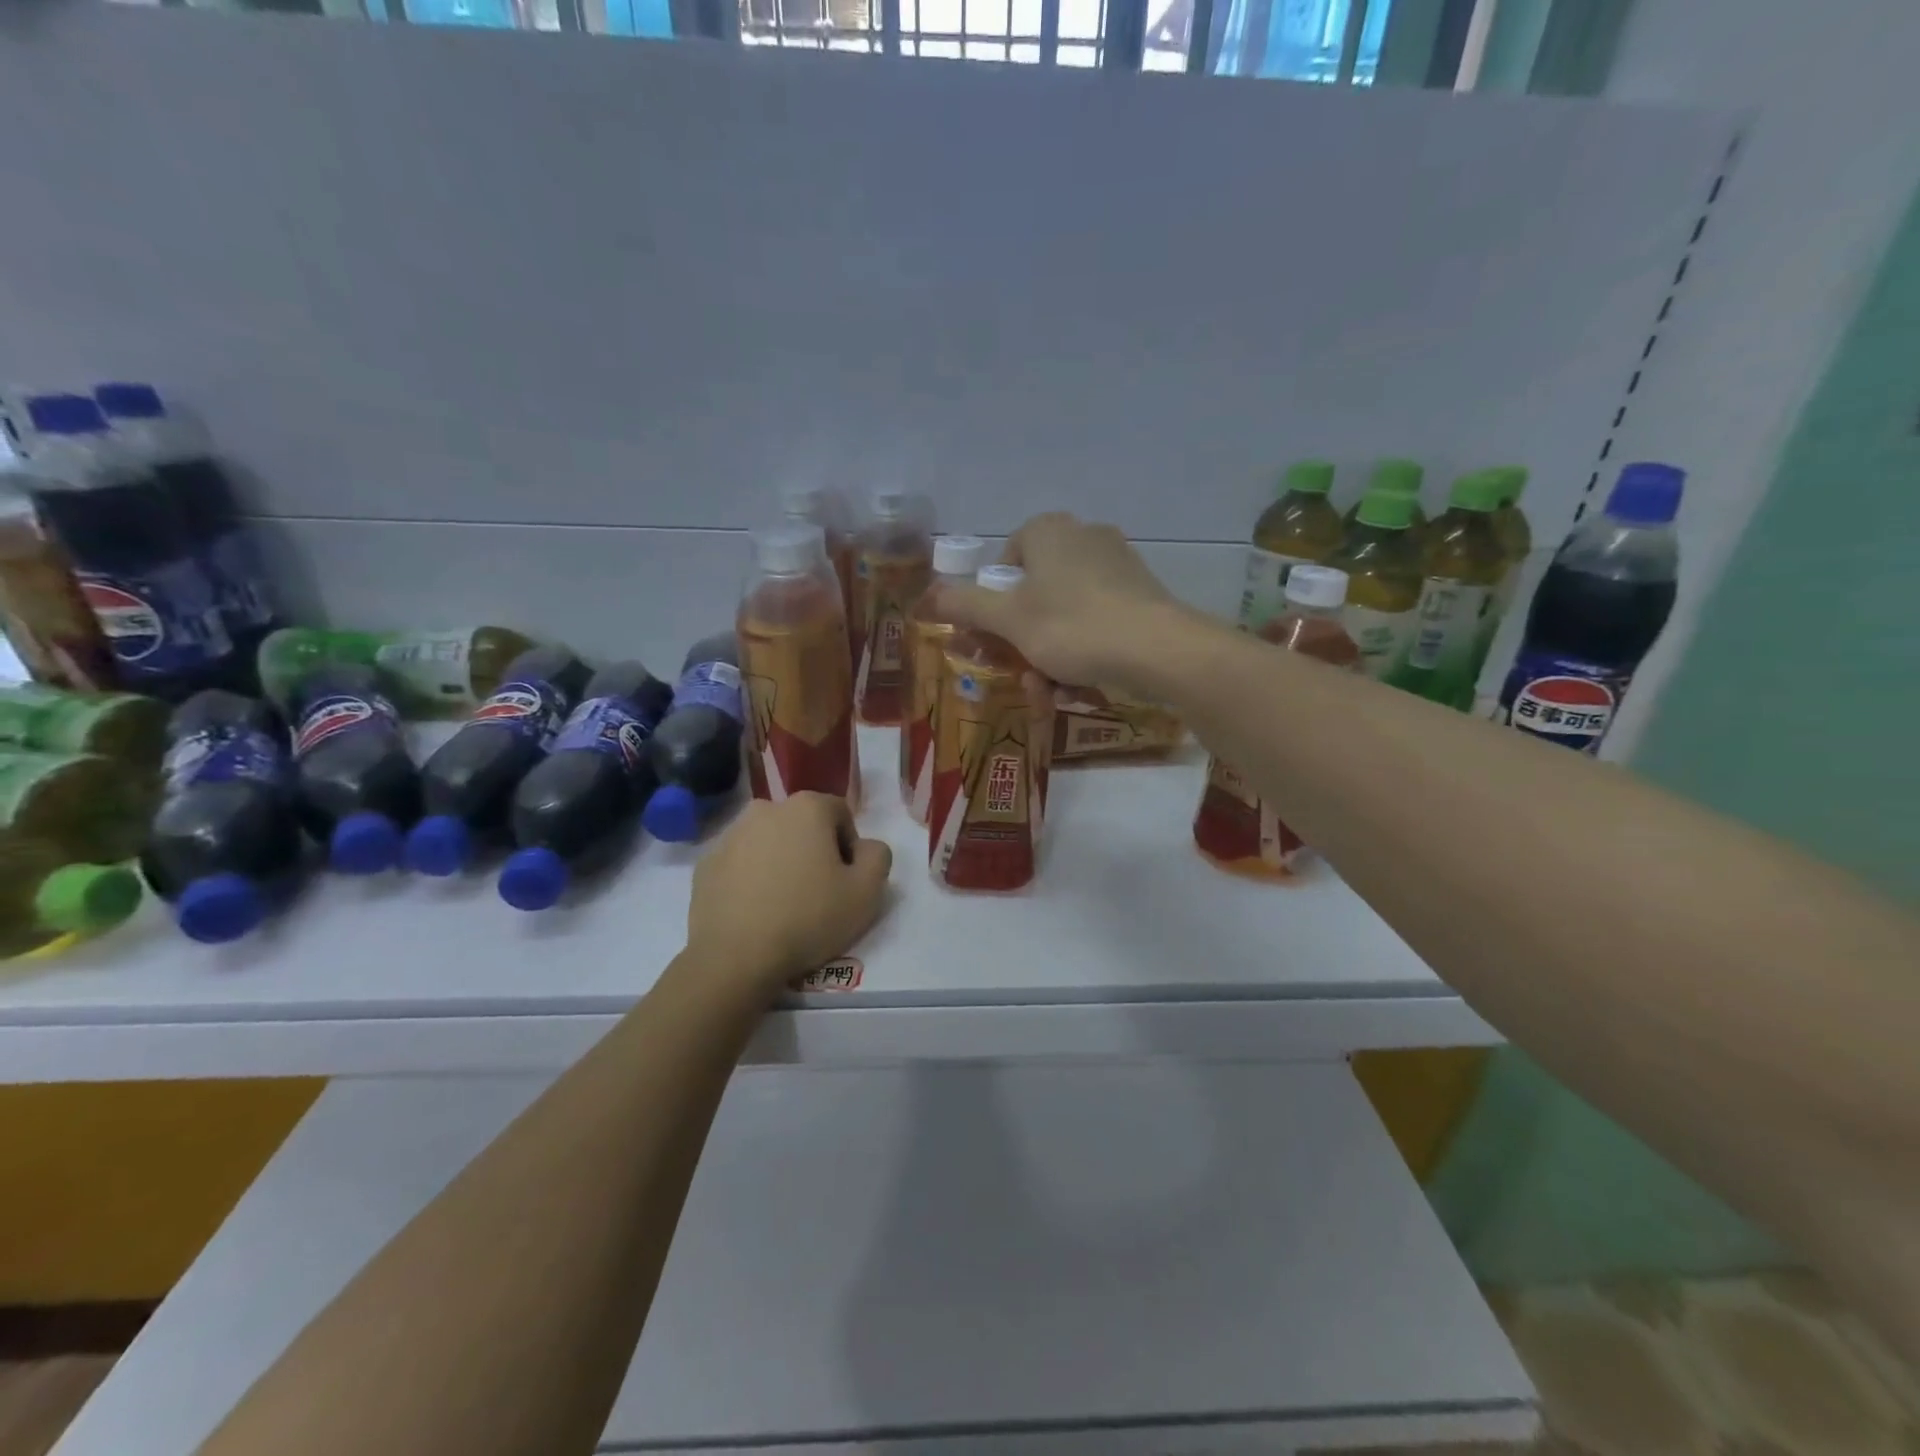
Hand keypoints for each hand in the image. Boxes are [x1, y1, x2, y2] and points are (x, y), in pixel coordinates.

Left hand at [684, 793, 892, 1000]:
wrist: (736, 957)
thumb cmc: (809, 917)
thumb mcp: (867, 892)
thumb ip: (878, 856)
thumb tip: (865, 847)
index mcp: (807, 807)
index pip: (840, 814)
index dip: (849, 847)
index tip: (845, 881)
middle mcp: (766, 809)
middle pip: (802, 825)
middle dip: (813, 851)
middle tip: (818, 893)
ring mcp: (730, 836)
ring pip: (769, 843)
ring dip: (780, 862)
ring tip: (784, 905)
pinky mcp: (706, 864)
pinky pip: (740, 864)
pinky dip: (751, 879)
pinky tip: (756, 912)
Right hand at [933, 513, 1194, 693]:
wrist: (1159, 648)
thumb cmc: (1072, 627)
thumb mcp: (1008, 620)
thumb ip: (966, 605)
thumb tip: (927, 596)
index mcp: (1048, 531)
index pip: (1004, 562)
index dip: (993, 604)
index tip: (995, 638)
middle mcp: (1082, 536)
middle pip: (1034, 593)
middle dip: (1022, 642)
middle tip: (1020, 676)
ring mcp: (1116, 562)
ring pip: (1064, 613)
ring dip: (1049, 656)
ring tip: (1051, 693)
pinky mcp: (1140, 591)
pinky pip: (1096, 620)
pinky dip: (1082, 651)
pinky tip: (1081, 685)